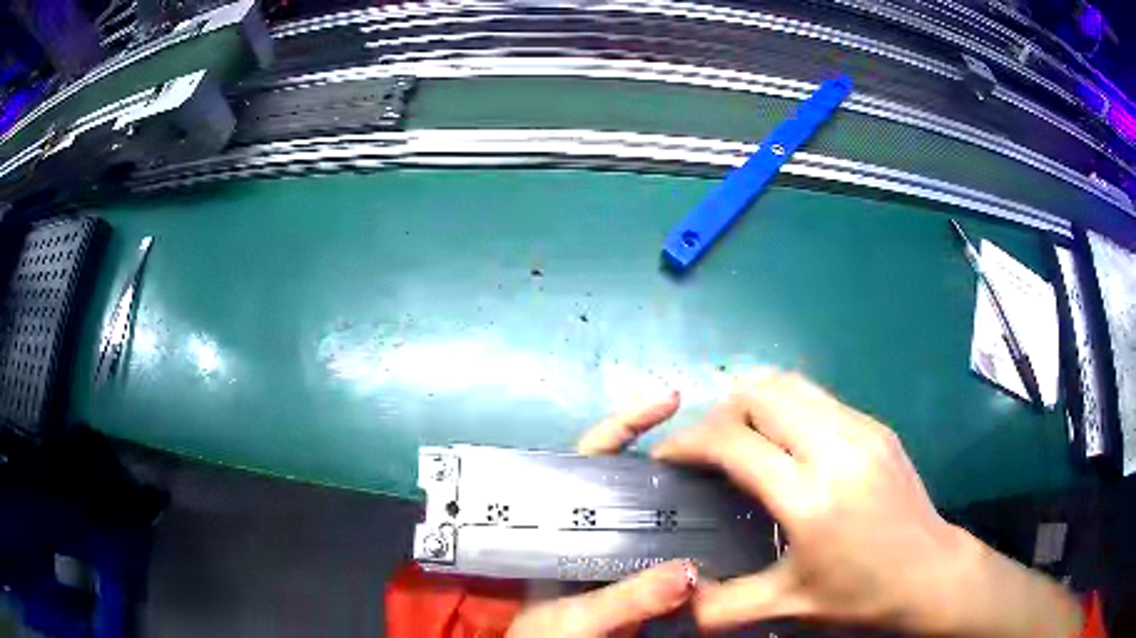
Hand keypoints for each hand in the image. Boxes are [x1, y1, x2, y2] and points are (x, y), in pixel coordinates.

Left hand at [507, 392, 697, 636]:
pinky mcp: (627, 576)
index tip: (671, 400)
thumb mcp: (577, 618)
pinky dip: (686, 534)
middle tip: (718, 442)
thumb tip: (690, 571)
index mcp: (559, 524)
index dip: (627, 424)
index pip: (589, 458)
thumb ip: (626, 599)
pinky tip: (718, 528)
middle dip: (668, 456)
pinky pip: (660, 544)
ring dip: (681, 492)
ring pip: (647, 509)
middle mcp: (586, 529)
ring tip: (727, 474)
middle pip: (626, 477)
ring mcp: (608, 551)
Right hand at [655, 371, 1081, 636]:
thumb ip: (721, 606)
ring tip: (737, 439)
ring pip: (791, 384)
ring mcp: (862, 429)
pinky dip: (785, 408)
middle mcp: (837, 448)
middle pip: (762, 391)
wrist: (932, 573)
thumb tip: (677, 595)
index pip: (734, 442)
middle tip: (703, 448)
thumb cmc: (861, 595)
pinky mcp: (876, 426)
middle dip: (719, 411)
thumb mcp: (787, 607)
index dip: (689, 443)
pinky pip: (817, 397)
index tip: (667, 459)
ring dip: (753, 402)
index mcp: (812, 498)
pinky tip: (782, 445)